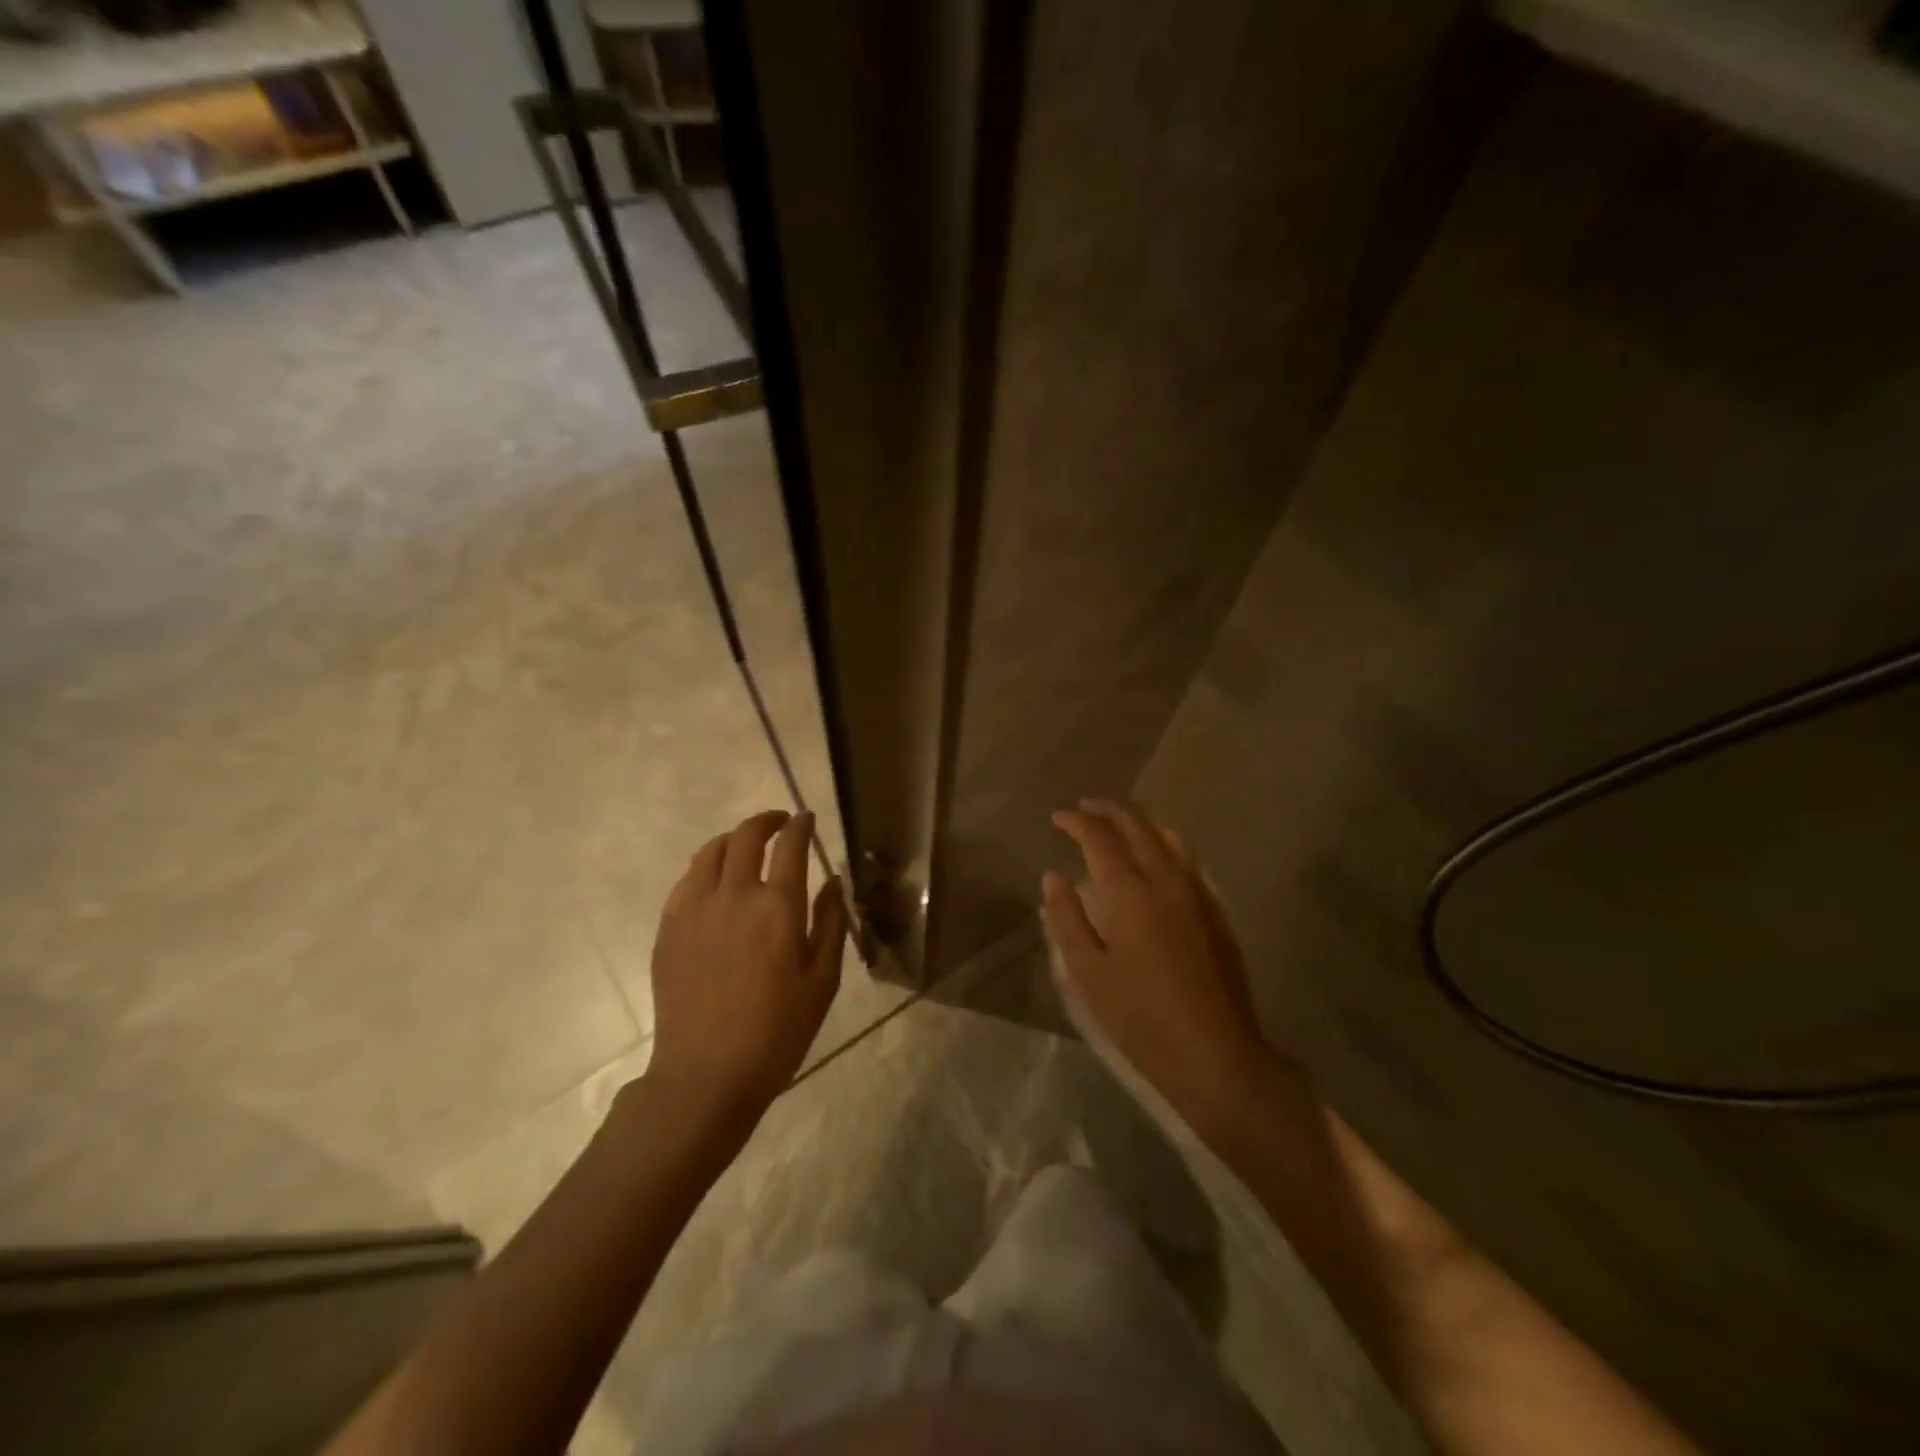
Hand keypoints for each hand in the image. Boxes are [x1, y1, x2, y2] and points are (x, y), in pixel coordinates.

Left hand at [645, 810, 846, 1138]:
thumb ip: (831, 923)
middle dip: (767, 821)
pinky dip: (707, 866)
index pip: (791, 846)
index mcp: (778, 907)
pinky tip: (715, 881)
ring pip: (712, 852)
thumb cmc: (777, 1032)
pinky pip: (687, 880)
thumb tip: (833, 881)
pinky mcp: (669, 928)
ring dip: (734, 838)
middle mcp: (735, 895)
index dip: (801, 826)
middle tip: (780, 822)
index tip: (807, 819)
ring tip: (746, 844)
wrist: (705, 1074)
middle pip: (747, 836)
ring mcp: (695, 909)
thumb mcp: (822, 981)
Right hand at [1043, 798, 1275, 1146]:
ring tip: (1119, 822)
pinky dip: (1166, 843)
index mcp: (1131, 893)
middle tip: (1085, 807)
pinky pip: (1189, 859)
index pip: (1100, 839)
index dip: (1077, 822)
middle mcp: (1167, 881)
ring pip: (1168, 838)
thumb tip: (1054, 877)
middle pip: (1138, 827)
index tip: (1058, 817)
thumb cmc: (1141, 1018)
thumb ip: (1067, 919)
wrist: (1217, 1056)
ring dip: (1140, 822)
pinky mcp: (1217, 913)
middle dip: (1109, 810)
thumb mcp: (1088, 973)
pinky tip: (1161, 854)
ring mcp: (1198, 894)